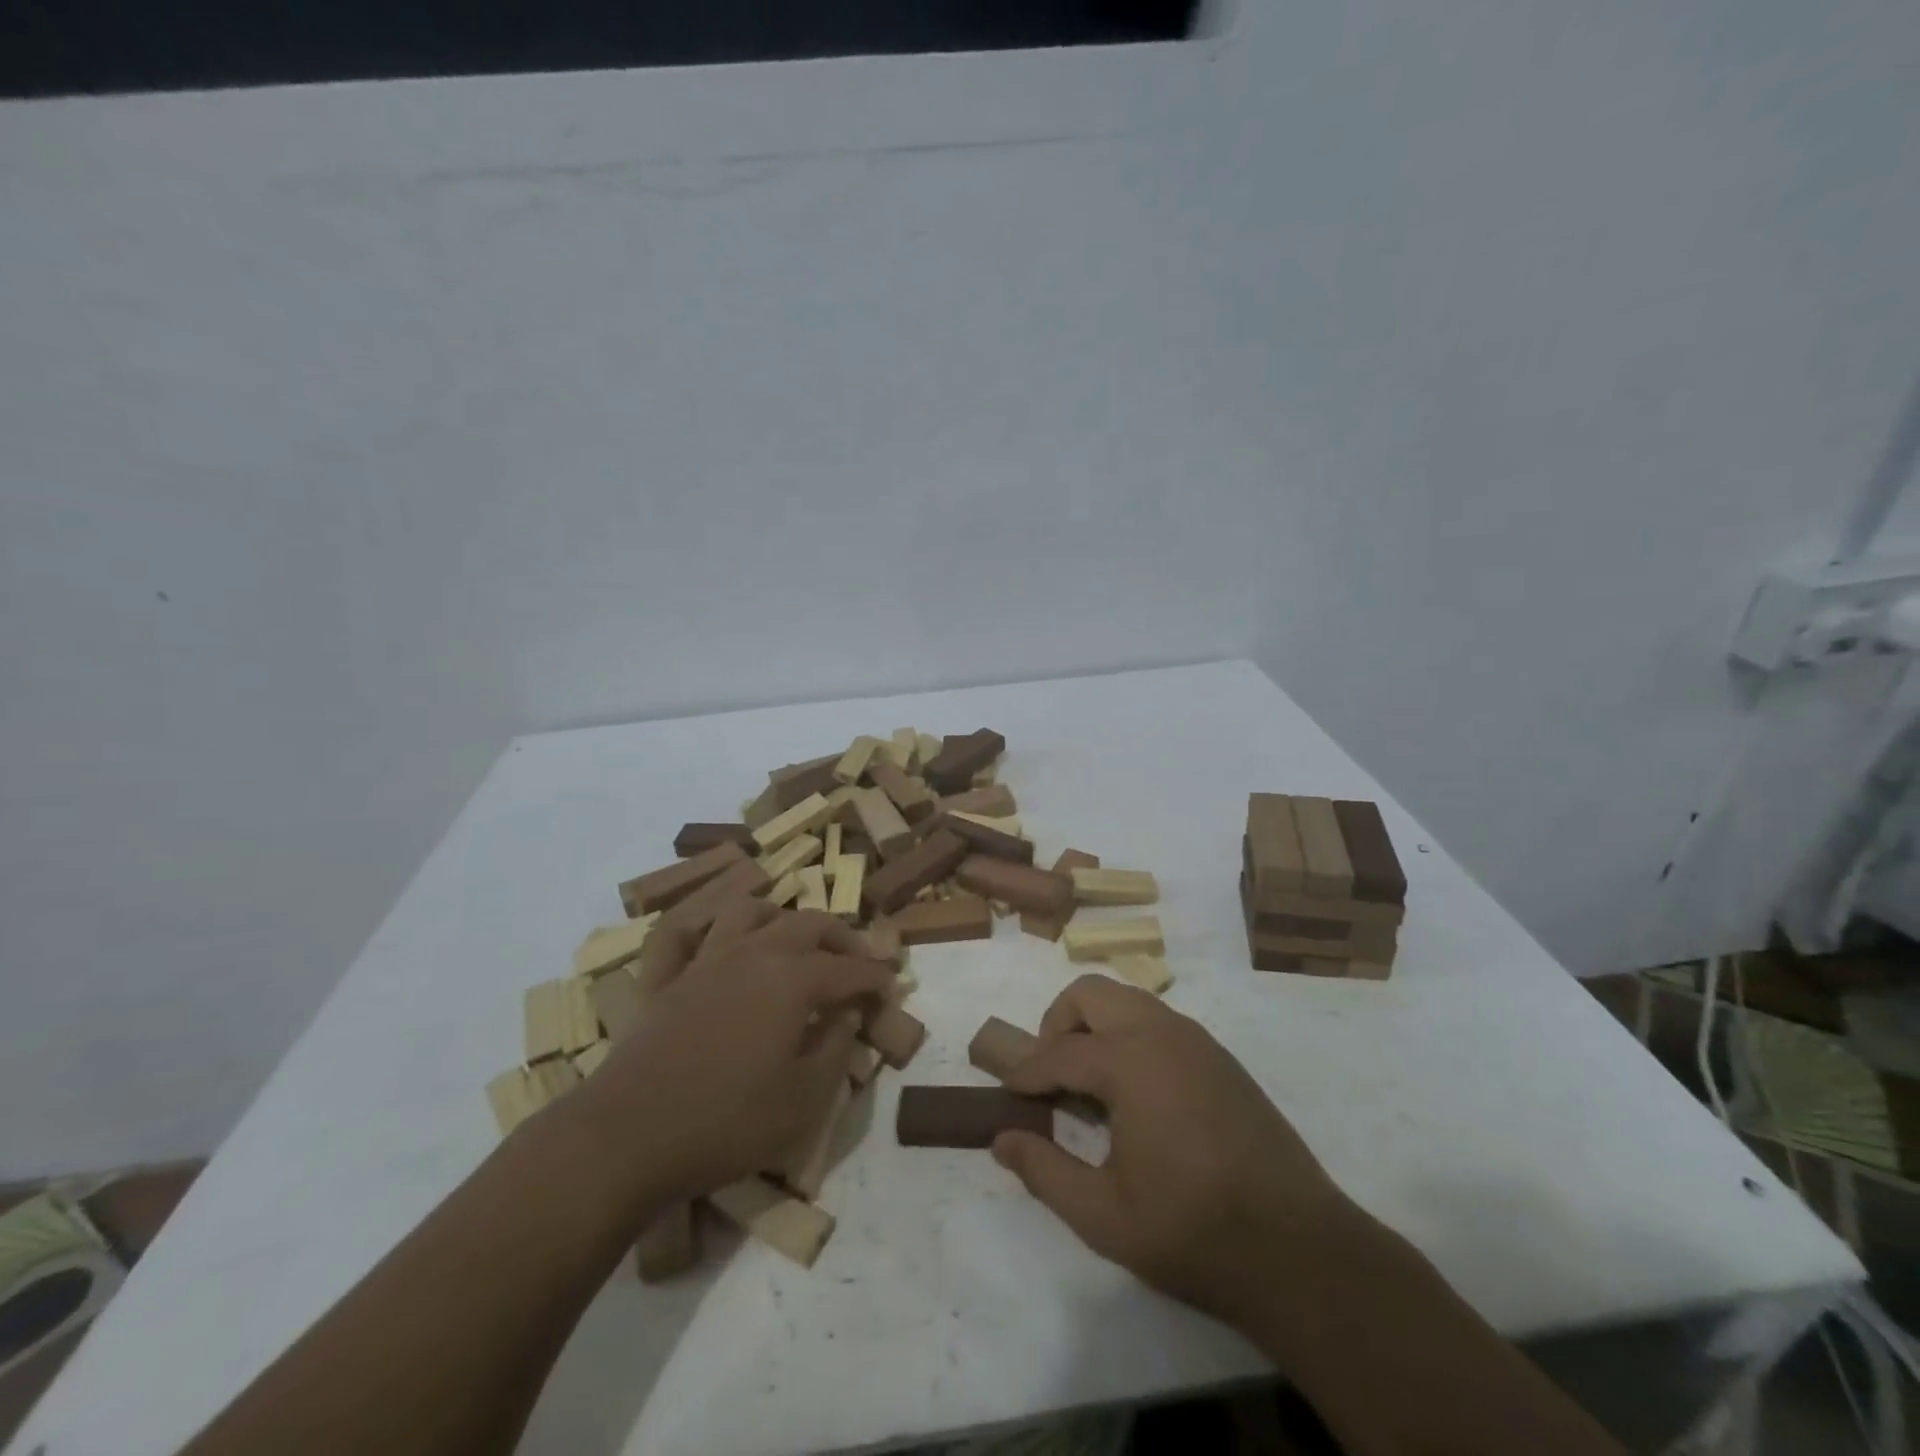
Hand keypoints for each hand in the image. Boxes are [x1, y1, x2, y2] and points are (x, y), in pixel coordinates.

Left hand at [561, 899, 893, 1213]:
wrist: (626, 1140)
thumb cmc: (726, 1123)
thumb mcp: (804, 1100)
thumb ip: (836, 1047)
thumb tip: (847, 1012)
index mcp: (793, 980)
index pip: (850, 969)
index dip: (877, 978)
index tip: (892, 988)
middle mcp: (753, 953)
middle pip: (808, 924)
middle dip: (841, 937)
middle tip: (857, 961)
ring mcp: (704, 960)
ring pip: (749, 912)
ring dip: (780, 917)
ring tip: (793, 939)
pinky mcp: (664, 978)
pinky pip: (679, 931)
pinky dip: (699, 921)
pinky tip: (714, 932)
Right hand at [992, 976, 1357, 1332]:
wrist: (1299, 1249)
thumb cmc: (1193, 1230)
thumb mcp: (1104, 1216)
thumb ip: (1045, 1172)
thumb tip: (1002, 1139)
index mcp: (1129, 1061)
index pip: (1058, 1052)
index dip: (1026, 1073)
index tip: (1007, 1093)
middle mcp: (1161, 1032)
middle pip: (1090, 993)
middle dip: (1058, 1023)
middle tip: (1050, 1073)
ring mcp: (1196, 1040)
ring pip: (1127, 1000)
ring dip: (1096, 1025)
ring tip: (1089, 1082)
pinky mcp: (1221, 1057)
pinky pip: (1159, 1022)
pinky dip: (1131, 1036)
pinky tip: (1137, 1092)